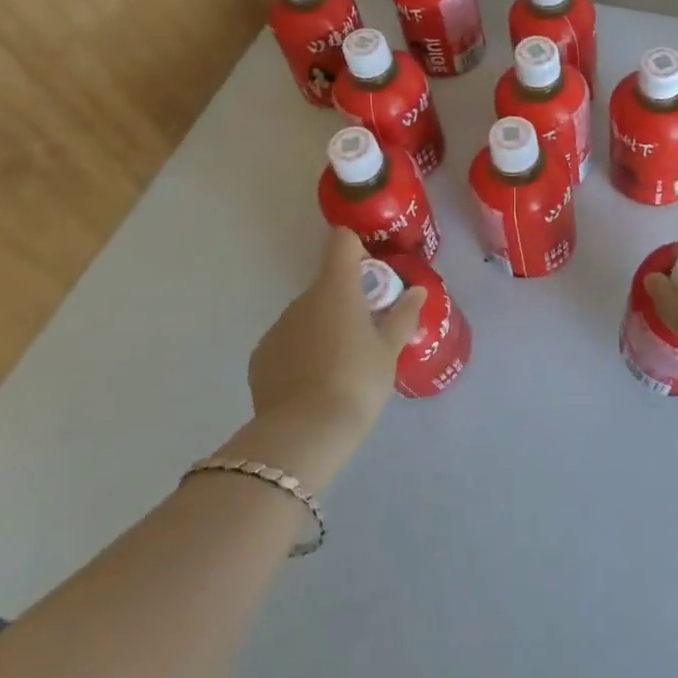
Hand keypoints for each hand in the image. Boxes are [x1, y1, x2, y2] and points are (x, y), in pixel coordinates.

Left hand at [227, 228, 424, 488]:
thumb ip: (403, 315)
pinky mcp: (261, 357)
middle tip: (368, 332)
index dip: (358, 251)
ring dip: (324, 326)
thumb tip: (416, 291)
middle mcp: (302, 299)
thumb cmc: (357, 382)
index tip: (373, 278)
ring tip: (342, 365)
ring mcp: (278, 327)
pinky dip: (302, 352)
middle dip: (347, 299)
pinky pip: (288, 342)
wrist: (304, 434)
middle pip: (327, 284)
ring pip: (307, 315)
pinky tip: (315, 383)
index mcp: (336, 288)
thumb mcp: (389, 350)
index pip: (342, 243)